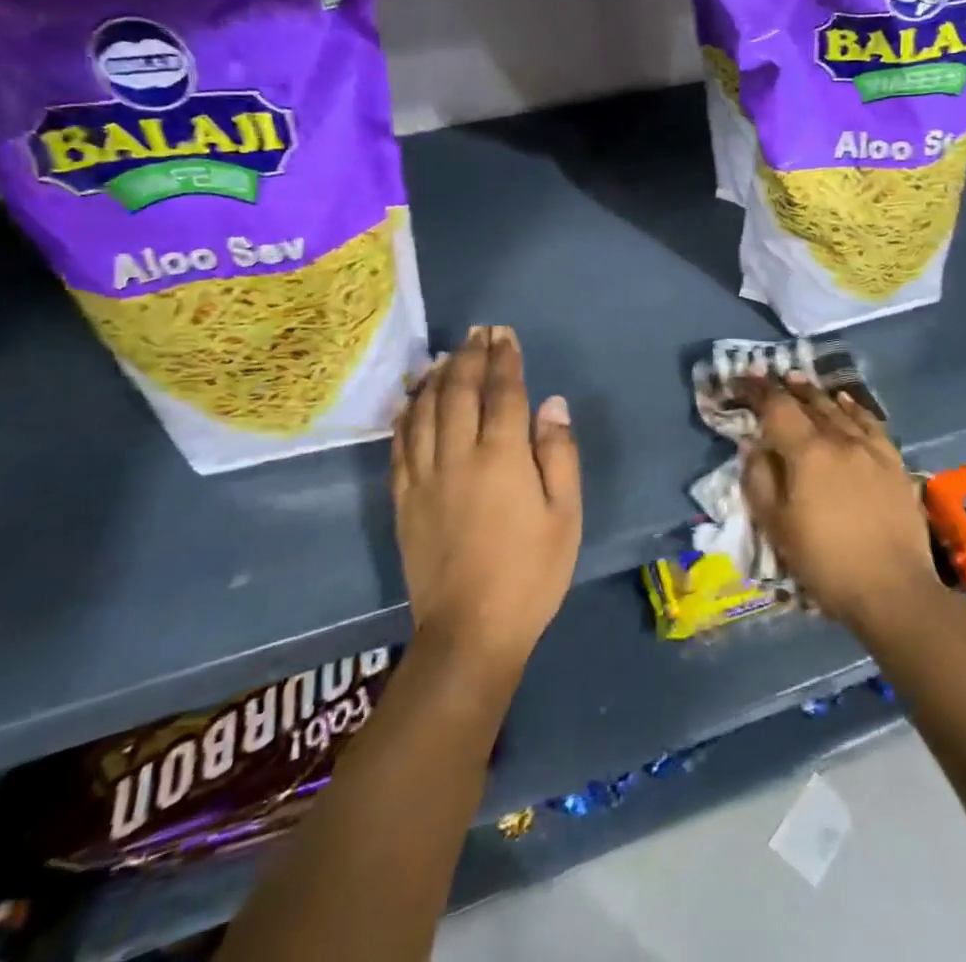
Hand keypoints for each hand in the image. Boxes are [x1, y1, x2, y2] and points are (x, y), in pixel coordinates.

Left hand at [391, 326, 581, 683]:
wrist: (471, 631)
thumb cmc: (531, 573)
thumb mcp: (565, 514)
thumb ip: (559, 454)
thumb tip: (552, 404)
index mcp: (502, 457)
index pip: (502, 392)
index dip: (504, 359)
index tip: (504, 334)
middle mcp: (458, 456)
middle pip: (460, 392)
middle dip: (470, 356)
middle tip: (478, 333)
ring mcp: (424, 477)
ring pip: (426, 411)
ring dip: (437, 378)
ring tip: (447, 355)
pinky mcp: (403, 499)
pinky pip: (401, 444)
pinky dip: (408, 414)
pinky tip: (413, 401)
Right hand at [740, 375, 941, 631]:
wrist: (893, 590)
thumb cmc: (825, 562)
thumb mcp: (777, 526)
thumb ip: (759, 478)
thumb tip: (753, 444)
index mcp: (807, 452)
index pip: (777, 408)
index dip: (757, 390)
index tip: (742, 379)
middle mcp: (840, 439)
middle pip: (809, 402)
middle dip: (786, 388)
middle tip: (770, 378)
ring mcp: (871, 448)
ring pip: (839, 409)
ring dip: (816, 393)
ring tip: (800, 382)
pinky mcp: (893, 462)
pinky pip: (869, 423)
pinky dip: (852, 407)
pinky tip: (845, 402)